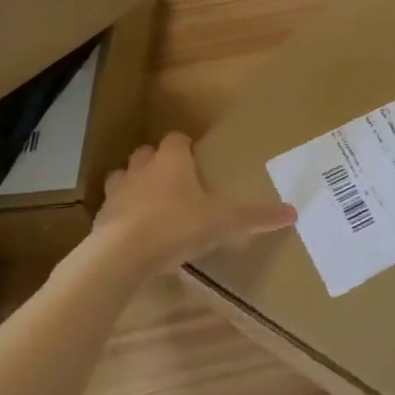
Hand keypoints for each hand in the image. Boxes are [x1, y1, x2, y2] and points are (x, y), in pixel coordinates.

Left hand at [89, 132, 295, 276]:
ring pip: (122, 177)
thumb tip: (294, 212)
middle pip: (146, 154)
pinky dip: (121, 216)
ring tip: (149, 203)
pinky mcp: (100, 220)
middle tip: (174, 179)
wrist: (121, 255)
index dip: (185, 146)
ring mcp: (116, 193)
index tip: (195, 157)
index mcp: (172, 161)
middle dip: (156, 162)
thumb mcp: (223, 222)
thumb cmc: (176, 226)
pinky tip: (133, 233)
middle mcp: (142, 169)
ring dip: (133, 185)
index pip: (177, 139)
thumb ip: (256, 217)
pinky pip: (111, 210)